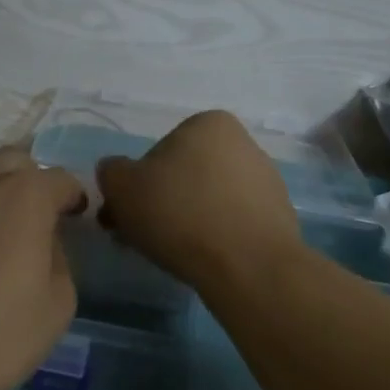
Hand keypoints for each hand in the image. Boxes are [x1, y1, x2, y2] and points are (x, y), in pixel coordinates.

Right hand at [95, 111, 302, 288]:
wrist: (249, 266)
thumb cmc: (180, 214)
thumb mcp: (122, 187)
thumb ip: (111, 172)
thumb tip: (117, 173)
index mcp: (209, 123)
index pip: (158, 153)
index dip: (136, 186)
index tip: (125, 216)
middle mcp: (243, 143)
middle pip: (184, 176)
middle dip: (161, 204)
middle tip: (142, 238)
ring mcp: (266, 181)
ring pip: (208, 200)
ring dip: (187, 221)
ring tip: (171, 255)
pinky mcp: (278, 217)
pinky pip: (232, 223)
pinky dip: (215, 237)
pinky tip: (203, 260)